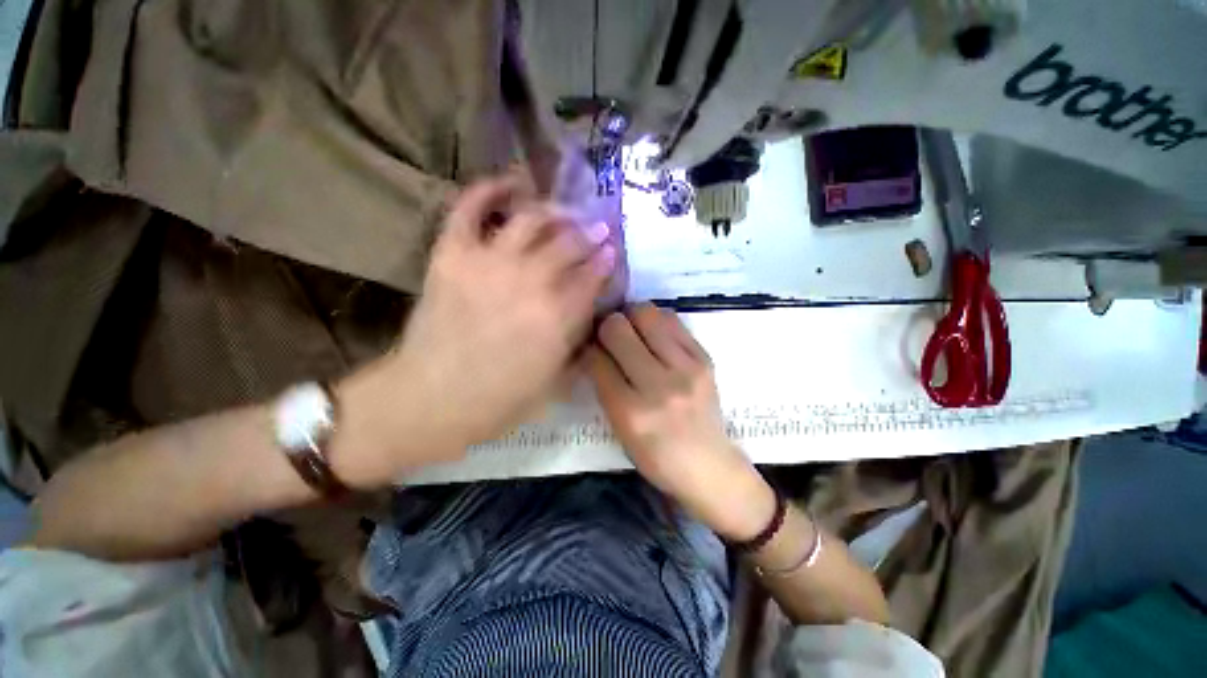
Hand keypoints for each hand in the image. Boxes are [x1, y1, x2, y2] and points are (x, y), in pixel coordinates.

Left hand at [352, 178, 615, 465]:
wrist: (430, 399)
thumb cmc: (499, 401)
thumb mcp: (555, 382)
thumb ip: (577, 343)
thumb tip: (590, 315)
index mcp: (558, 317)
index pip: (593, 276)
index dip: (606, 261)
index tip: (613, 252)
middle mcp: (530, 282)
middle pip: (569, 243)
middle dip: (590, 233)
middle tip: (598, 227)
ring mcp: (489, 263)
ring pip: (531, 219)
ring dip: (554, 211)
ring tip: (563, 211)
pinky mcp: (453, 255)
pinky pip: (470, 209)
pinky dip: (489, 190)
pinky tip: (510, 183)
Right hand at [587, 304, 775, 539]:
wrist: (709, 466)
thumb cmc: (657, 457)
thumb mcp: (620, 431)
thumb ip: (604, 387)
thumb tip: (592, 347)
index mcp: (631, 413)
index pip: (597, 360)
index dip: (588, 349)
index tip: (589, 348)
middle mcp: (660, 385)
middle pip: (618, 328)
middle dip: (606, 327)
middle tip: (609, 336)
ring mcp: (687, 368)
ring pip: (646, 313)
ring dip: (631, 318)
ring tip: (632, 332)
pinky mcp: (704, 357)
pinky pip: (672, 319)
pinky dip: (656, 322)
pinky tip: (654, 336)